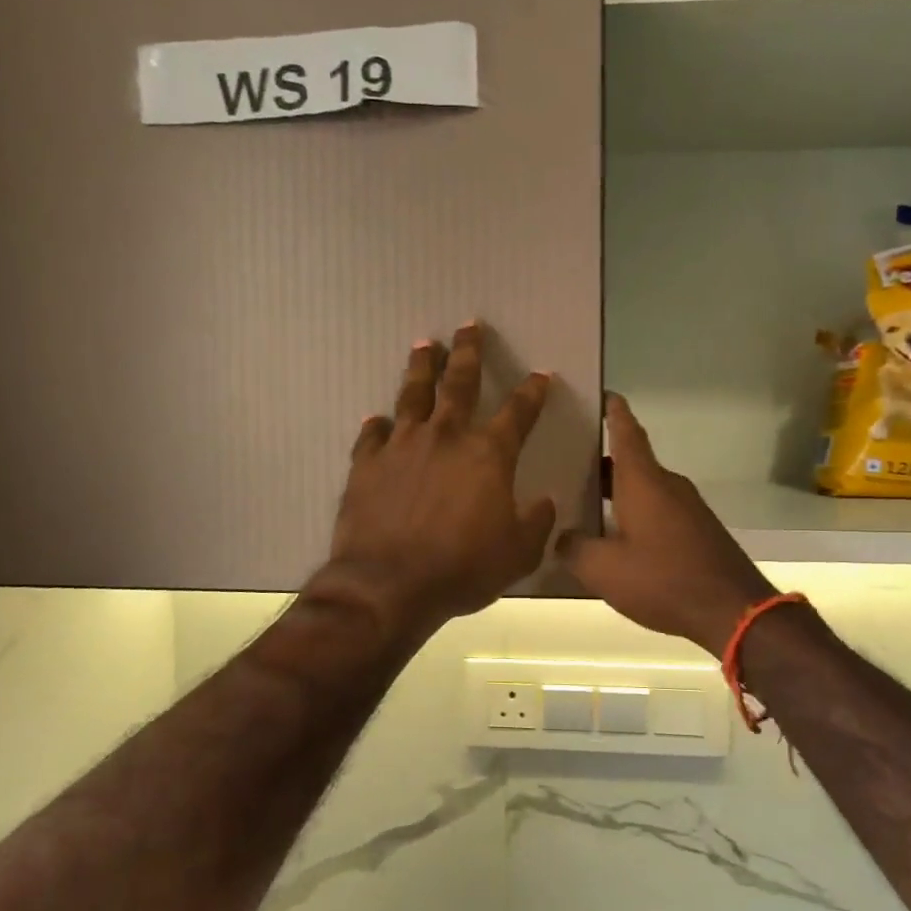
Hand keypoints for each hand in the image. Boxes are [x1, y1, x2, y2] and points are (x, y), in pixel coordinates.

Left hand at [318, 324, 556, 639]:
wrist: (389, 585)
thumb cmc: (462, 568)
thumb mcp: (518, 553)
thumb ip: (536, 523)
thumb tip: (543, 502)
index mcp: (488, 454)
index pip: (518, 412)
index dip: (532, 392)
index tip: (540, 375)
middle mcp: (446, 436)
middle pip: (460, 382)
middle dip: (468, 352)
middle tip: (469, 326)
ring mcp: (402, 445)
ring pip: (413, 394)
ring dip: (421, 367)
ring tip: (424, 345)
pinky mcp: (366, 463)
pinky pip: (372, 435)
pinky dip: (376, 426)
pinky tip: (377, 419)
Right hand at [557, 395, 774, 656]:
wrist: (733, 609)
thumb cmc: (663, 578)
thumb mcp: (603, 569)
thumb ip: (574, 548)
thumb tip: (562, 537)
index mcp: (643, 481)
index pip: (626, 432)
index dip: (613, 411)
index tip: (602, 393)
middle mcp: (667, 485)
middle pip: (632, 461)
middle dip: (601, 459)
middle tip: (568, 460)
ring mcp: (687, 507)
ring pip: (645, 488)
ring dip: (617, 491)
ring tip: (584, 501)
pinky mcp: (697, 530)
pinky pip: (659, 509)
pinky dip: (635, 512)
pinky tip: (616, 536)